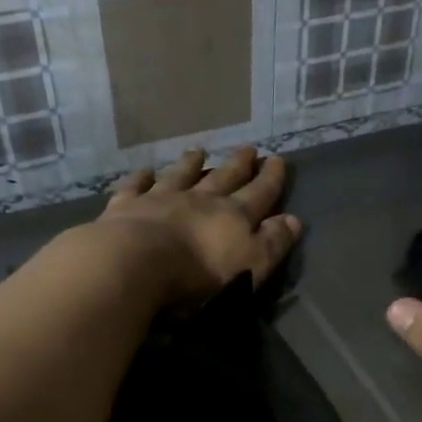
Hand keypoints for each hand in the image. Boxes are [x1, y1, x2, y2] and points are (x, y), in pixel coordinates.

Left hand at [93, 146, 301, 306]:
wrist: (136, 264)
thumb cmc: (199, 274)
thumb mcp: (251, 265)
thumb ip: (273, 243)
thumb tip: (294, 220)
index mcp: (233, 216)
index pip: (259, 193)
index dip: (271, 179)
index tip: (278, 160)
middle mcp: (200, 200)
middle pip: (223, 178)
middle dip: (238, 164)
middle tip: (248, 148)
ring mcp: (161, 199)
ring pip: (180, 176)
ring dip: (191, 163)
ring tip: (199, 151)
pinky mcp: (127, 206)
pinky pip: (136, 187)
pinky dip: (142, 178)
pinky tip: (145, 171)